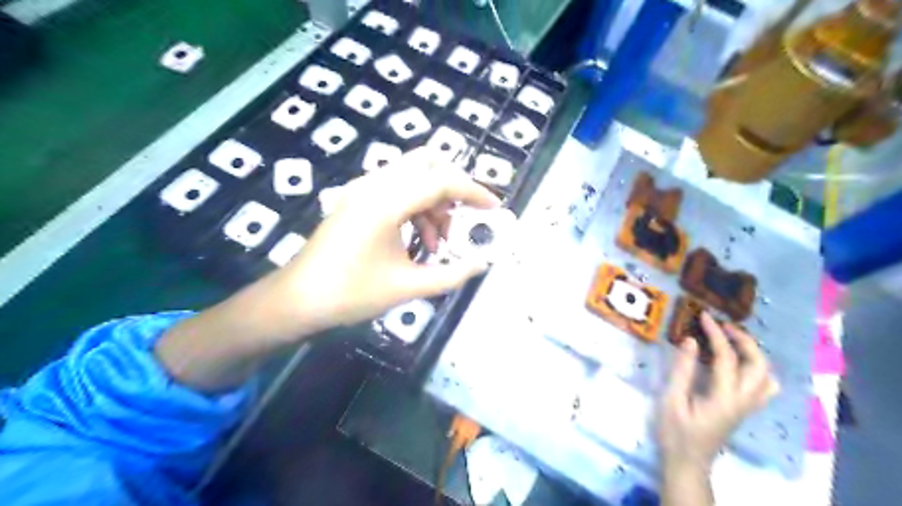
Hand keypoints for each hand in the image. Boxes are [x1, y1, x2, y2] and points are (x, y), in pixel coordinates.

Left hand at [260, 147, 499, 338]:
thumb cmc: (350, 294)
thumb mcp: (407, 287)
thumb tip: (481, 264)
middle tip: (465, 215)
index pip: (441, 181)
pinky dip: (416, 207)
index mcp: (386, 202)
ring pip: (412, 175)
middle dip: (453, 185)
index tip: (494, 209)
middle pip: (426, 162)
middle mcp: (373, 185)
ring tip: (439, 242)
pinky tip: (418, 240)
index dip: (474, 192)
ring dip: (434, 201)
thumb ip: (450, 274)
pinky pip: (396, 189)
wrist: (297, 300)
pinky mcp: (356, 199)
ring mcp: (361, 189)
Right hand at [660, 312, 778, 473]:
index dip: (716, 334)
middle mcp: (743, 401)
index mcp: (724, 398)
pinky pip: (763, 386)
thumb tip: (691, 341)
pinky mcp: (744, 410)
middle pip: (758, 365)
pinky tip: (737, 363)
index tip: (704, 316)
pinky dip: (755, 368)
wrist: (688, 462)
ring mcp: (747, 407)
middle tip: (723, 325)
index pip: (727, 357)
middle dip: (744, 340)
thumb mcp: (672, 399)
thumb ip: (683, 370)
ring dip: (753, 353)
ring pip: (767, 376)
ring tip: (732, 340)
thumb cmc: (675, 432)